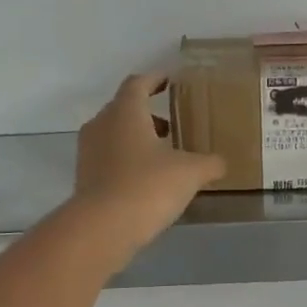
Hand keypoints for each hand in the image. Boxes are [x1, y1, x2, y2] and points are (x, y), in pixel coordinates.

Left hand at [72, 73, 226, 259]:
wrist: (103, 227)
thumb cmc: (148, 186)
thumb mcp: (190, 173)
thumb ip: (209, 163)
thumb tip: (221, 162)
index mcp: (125, 111)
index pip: (138, 83)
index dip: (155, 79)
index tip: (170, 81)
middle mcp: (102, 125)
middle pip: (124, 109)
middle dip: (148, 115)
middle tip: (172, 125)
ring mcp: (89, 152)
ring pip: (115, 136)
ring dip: (137, 140)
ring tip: (163, 156)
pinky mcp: (85, 179)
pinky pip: (109, 161)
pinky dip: (127, 163)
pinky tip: (147, 181)